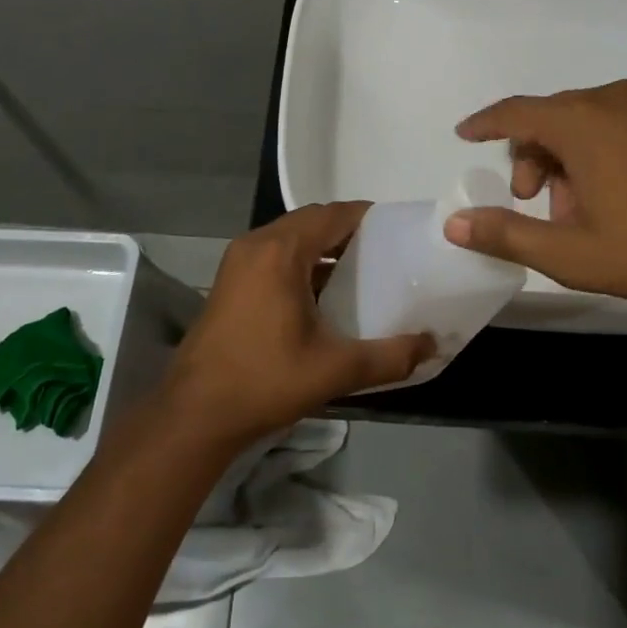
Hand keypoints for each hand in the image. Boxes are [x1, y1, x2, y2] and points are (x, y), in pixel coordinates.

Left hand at [160, 203, 435, 447]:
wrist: (195, 413)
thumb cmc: (265, 381)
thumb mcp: (335, 370)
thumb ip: (389, 356)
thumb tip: (431, 345)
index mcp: (281, 251)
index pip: (333, 214)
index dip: (366, 217)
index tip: (398, 229)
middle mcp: (257, 244)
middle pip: (311, 220)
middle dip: (347, 231)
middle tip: (384, 251)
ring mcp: (238, 260)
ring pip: (290, 236)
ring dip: (322, 246)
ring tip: (360, 269)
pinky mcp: (230, 280)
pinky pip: (274, 254)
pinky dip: (300, 261)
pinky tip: (321, 292)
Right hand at [443, 79, 626, 320]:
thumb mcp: (572, 252)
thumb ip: (507, 235)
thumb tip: (454, 224)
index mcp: (580, 121)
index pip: (514, 112)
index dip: (484, 123)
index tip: (464, 134)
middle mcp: (611, 101)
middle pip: (549, 118)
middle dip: (530, 158)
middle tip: (532, 202)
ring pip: (584, 124)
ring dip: (566, 160)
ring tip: (580, 213)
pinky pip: (616, 127)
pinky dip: (598, 154)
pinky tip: (617, 200)